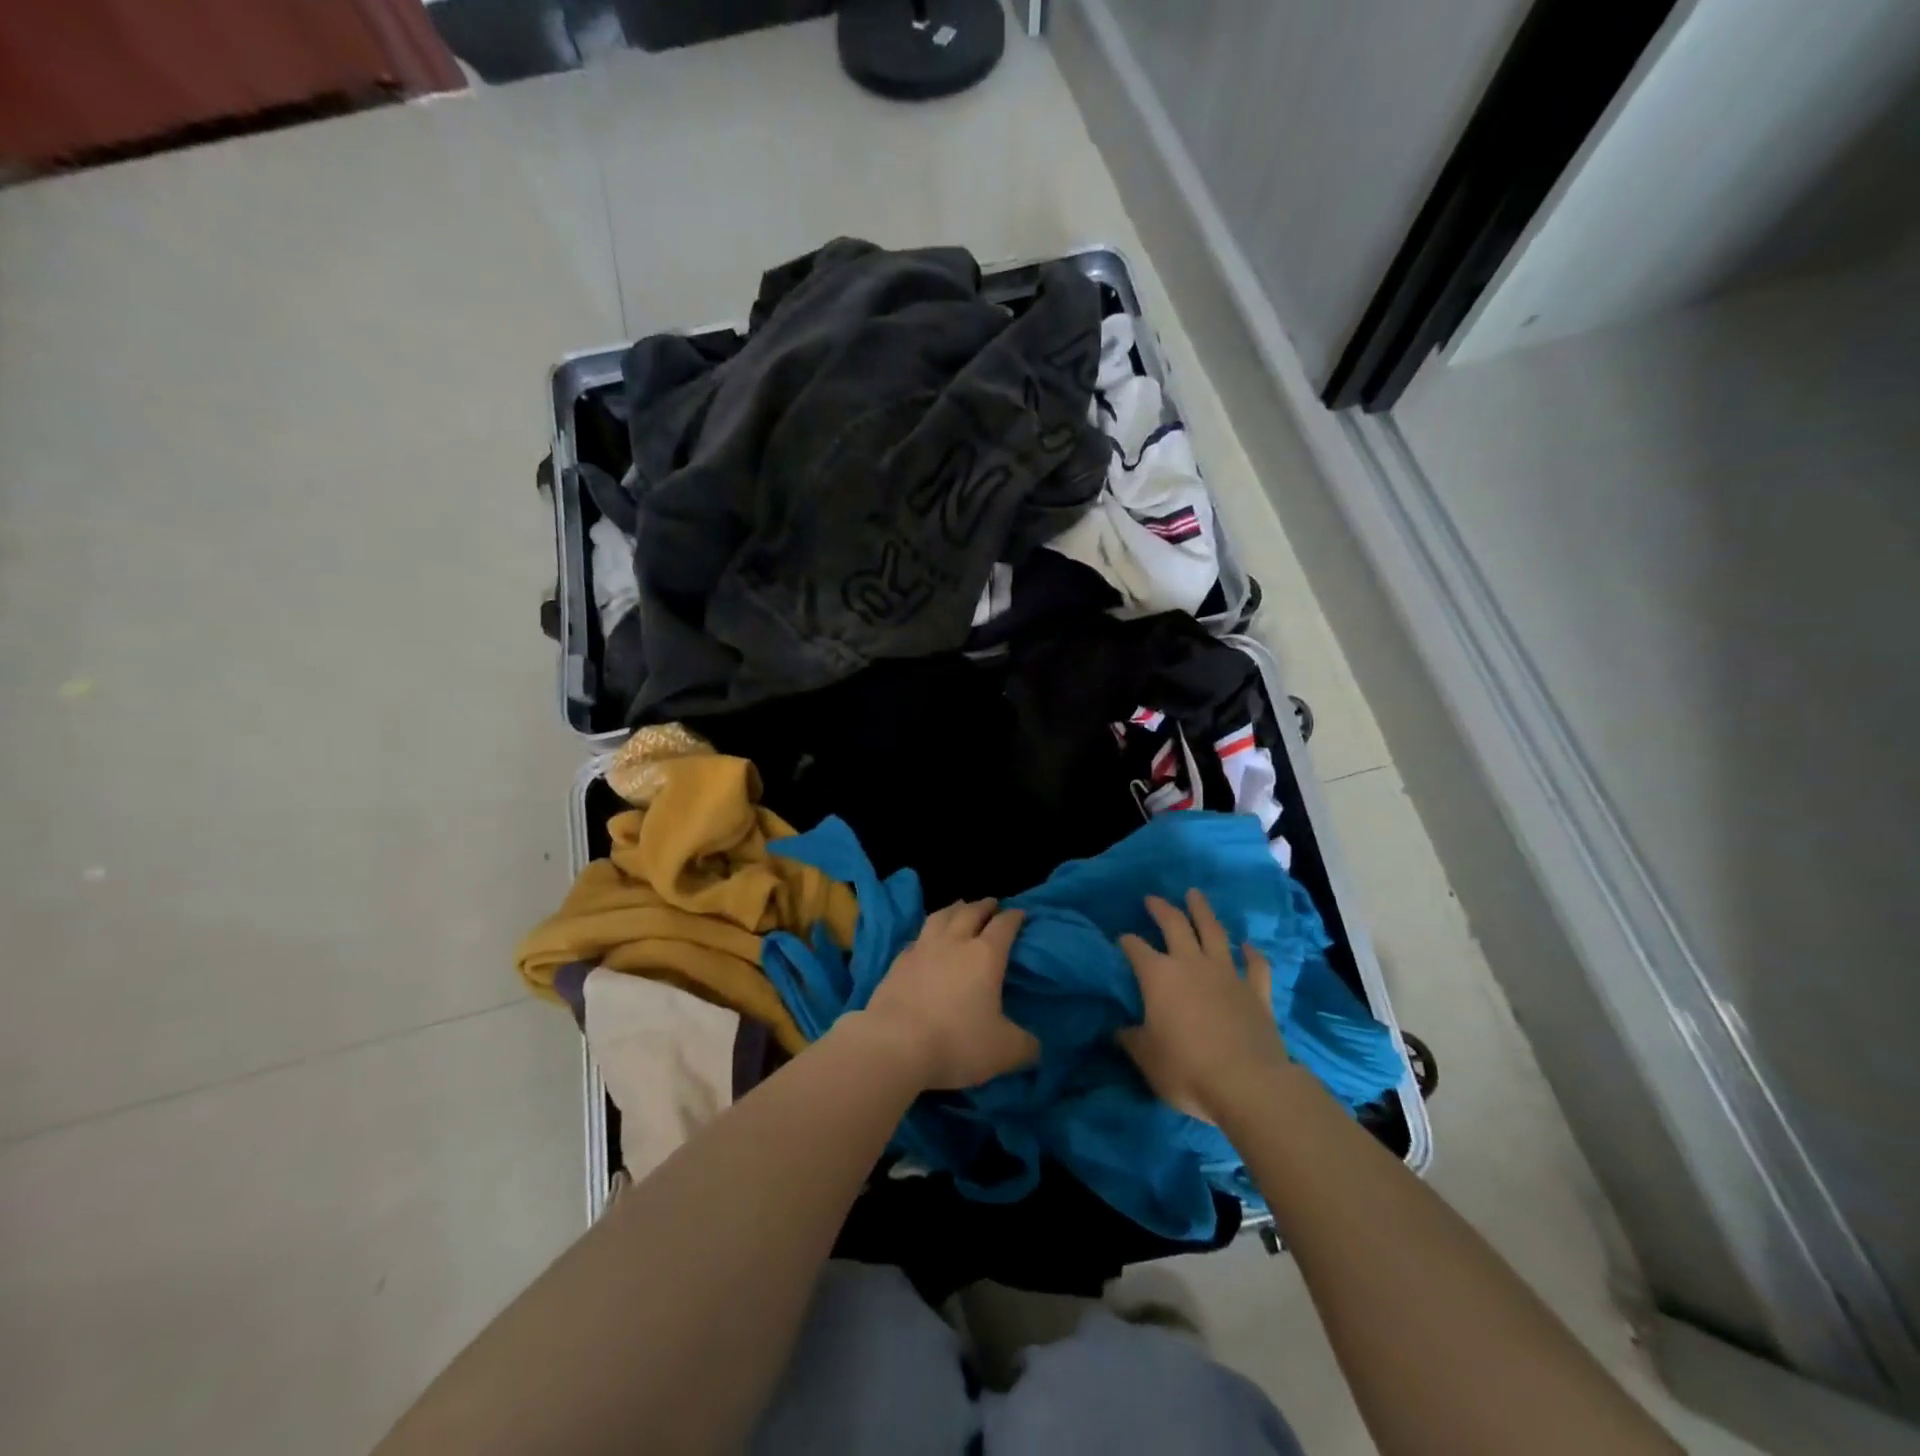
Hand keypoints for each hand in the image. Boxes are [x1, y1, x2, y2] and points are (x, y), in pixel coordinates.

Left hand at [860, 899, 1037, 1090]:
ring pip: (940, 917)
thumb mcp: (1005, 1051)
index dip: (1014, 917)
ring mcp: (922, 949)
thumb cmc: (957, 1043)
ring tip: (960, 907)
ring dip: (954, 909)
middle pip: (970, 912)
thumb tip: (1036, 1045)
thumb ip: (1025, 1045)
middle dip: (984, 906)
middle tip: (992, 903)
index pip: (1004, 926)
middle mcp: (954, 943)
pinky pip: (917, 938)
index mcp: (985, 955)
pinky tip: (926, 940)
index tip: (1020, 913)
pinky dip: (927, 933)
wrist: (895, 1045)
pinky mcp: (897, 963)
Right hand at [1118, 890, 1289, 1122]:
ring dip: (1203, 911)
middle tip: (1152, 898)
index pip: (1135, 948)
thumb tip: (1119, 1029)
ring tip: (1195, 894)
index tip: (1120, 939)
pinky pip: (1255, 965)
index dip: (1126, 942)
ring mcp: (1227, 974)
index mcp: (1158, 976)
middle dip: (1161, 909)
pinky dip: (1250, 953)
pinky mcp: (1257, 992)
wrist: (1247, 1084)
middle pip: (1175, 925)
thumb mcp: (1145, 1058)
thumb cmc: (1186, 1070)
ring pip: (1214, 932)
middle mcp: (1191, 965)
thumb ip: (1130, 1039)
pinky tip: (1246, 945)